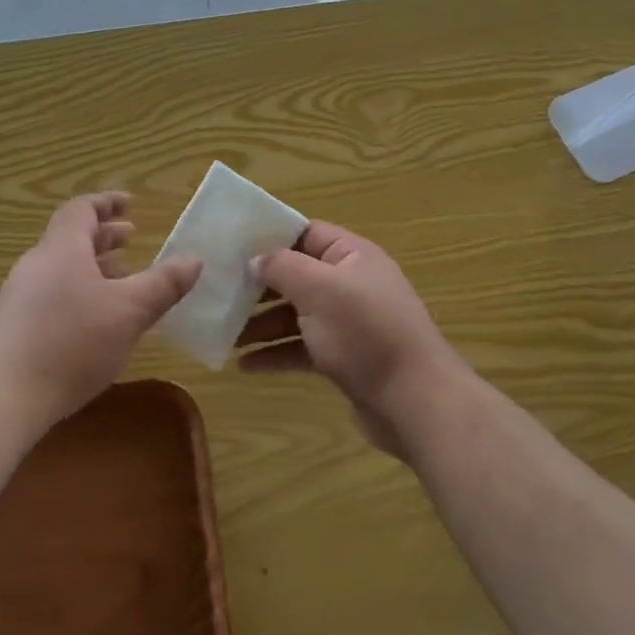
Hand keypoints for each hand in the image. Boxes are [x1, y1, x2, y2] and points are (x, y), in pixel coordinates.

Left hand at [0, 193, 200, 426]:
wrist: (1, 397)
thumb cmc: (71, 343)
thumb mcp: (129, 312)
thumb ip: (163, 285)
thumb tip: (194, 260)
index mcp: (62, 249)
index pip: (81, 210)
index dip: (106, 203)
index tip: (129, 204)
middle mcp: (36, 265)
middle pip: (70, 238)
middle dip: (103, 237)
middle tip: (131, 239)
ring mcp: (19, 297)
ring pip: (61, 269)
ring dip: (92, 268)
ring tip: (120, 281)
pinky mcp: (13, 328)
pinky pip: (51, 295)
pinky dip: (78, 293)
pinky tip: (94, 322)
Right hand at [240, 222, 466, 459]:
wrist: (414, 401)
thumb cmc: (365, 333)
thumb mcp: (320, 289)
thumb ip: (283, 267)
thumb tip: (256, 258)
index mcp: (352, 256)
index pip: (306, 233)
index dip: (270, 237)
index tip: (231, 247)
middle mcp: (351, 284)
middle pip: (297, 276)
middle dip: (259, 286)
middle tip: (220, 293)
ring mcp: (348, 324)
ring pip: (296, 315)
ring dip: (261, 323)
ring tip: (226, 335)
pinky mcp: (344, 359)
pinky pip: (302, 348)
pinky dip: (276, 353)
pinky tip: (245, 365)